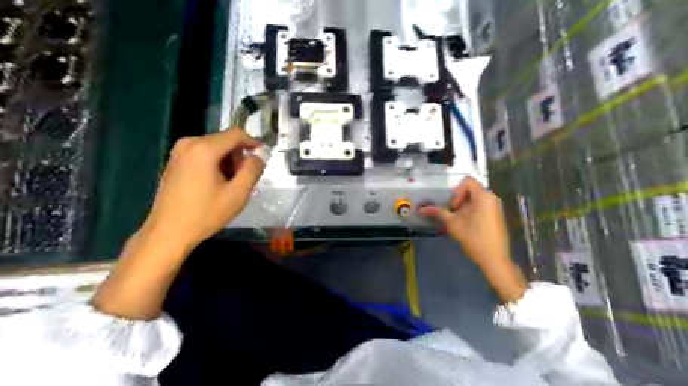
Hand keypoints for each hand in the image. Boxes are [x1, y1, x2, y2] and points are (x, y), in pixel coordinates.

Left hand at [144, 129, 264, 251]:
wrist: (168, 232)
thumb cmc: (205, 214)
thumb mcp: (238, 194)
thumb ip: (253, 170)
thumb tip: (258, 156)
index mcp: (204, 149)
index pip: (236, 134)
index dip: (253, 142)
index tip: (263, 156)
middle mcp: (189, 143)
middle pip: (225, 140)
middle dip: (239, 155)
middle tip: (245, 178)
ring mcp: (179, 151)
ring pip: (214, 147)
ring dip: (228, 161)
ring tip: (231, 184)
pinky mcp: (175, 161)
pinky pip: (203, 153)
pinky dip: (215, 163)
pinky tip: (216, 183)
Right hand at [419, 176, 527, 300]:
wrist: (494, 259)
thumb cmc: (474, 238)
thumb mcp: (453, 224)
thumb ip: (438, 213)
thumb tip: (421, 209)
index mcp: (483, 196)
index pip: (467, 182)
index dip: (456, 191)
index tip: (452, 207)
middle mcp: (492, 198)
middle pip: (471, 190)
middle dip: (458, 200)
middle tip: (452, 214)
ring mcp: (496, 207)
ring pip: (476, 199)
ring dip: (464, 207)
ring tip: (458, 221)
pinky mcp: (497, 216)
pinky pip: (482, 206)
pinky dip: (472, 211)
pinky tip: (467, 225)